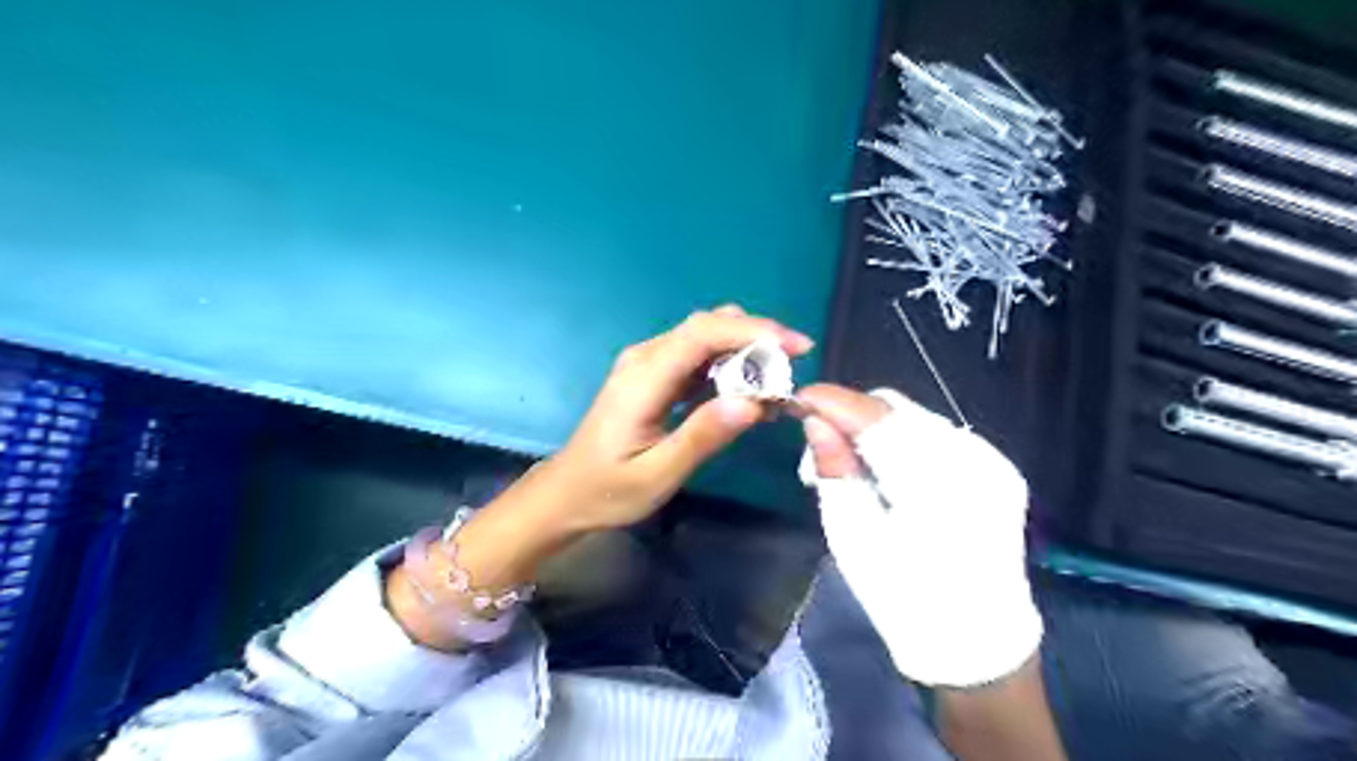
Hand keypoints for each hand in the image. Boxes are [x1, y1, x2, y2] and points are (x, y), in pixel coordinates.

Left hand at [544, 305, 814, 532]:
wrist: (567, 492)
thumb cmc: (609, 490)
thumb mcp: (658, 474)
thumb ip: (702, 437)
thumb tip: (753, 403)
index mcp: (643, 379)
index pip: (702, 333)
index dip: (752, 331)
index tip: (795, 348)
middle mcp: (645, 358)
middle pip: (707, 325)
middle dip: (756, 336)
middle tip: (795, 366)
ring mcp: (647, 363)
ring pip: (705, 336)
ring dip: (745, 349)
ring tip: (777, 382)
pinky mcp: (653, 374)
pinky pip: (697, 356)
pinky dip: (728, 364)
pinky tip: (748, 390)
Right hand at [796, 383, 1039, 686]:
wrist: (976, 640)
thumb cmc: (903, 598)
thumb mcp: (854, 538)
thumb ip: (835, 472)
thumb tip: (814, 421)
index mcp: (939, 484)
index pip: (876, 418)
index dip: (833, 402)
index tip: (796, 401)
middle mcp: (975, 459)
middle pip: (897, 409)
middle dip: (849, 416)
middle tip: (817, 447)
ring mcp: (992, 461)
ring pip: (915, 417)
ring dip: (873, 428)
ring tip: (849, 463)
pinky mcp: (997, 468)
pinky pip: (935, 434)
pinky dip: (900, 440)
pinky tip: (884, 469)